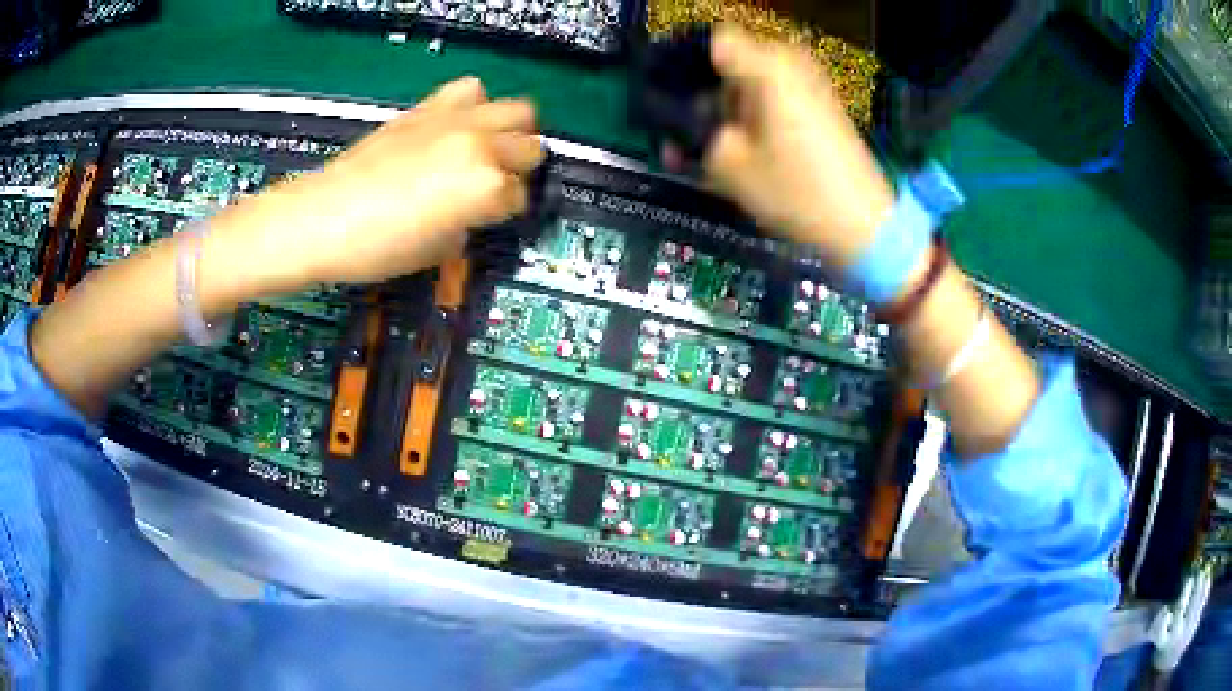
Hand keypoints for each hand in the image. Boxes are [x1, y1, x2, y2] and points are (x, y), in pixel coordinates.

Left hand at [209, 76, 543, 294]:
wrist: (321, 218)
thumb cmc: (377, 248)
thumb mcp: (437, 249)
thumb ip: (470, 222)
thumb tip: (475, 209)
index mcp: (486, 188)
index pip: (520, 196)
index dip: (506, 211)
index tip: (488, 218)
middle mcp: (481, 146)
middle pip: (531, 147)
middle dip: (518, 168)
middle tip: (494, 184)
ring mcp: (456, 121)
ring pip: (517, 109)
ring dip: (509, 131)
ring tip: (486, 149)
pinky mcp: (428, 107)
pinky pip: (471, 90)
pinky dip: (473, 106)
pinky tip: (456, 127)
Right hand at [698, 26, 894, 268]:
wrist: (864, 223)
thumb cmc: (796, 190)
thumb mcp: (729, 165)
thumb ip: (691, 134)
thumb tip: (674, 122)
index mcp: (767, 65)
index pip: (712, 40)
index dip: (686, 63)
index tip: (672, 96)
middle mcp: (789, 62)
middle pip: (730, 62)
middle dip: (704, 93)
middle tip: (688, 134)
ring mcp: (808, 81)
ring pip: (749, 81)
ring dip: (726, 110)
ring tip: (711, 151)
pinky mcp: (817, 103)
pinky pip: (772, 96)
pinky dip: (752, 116)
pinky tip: (741, 151)